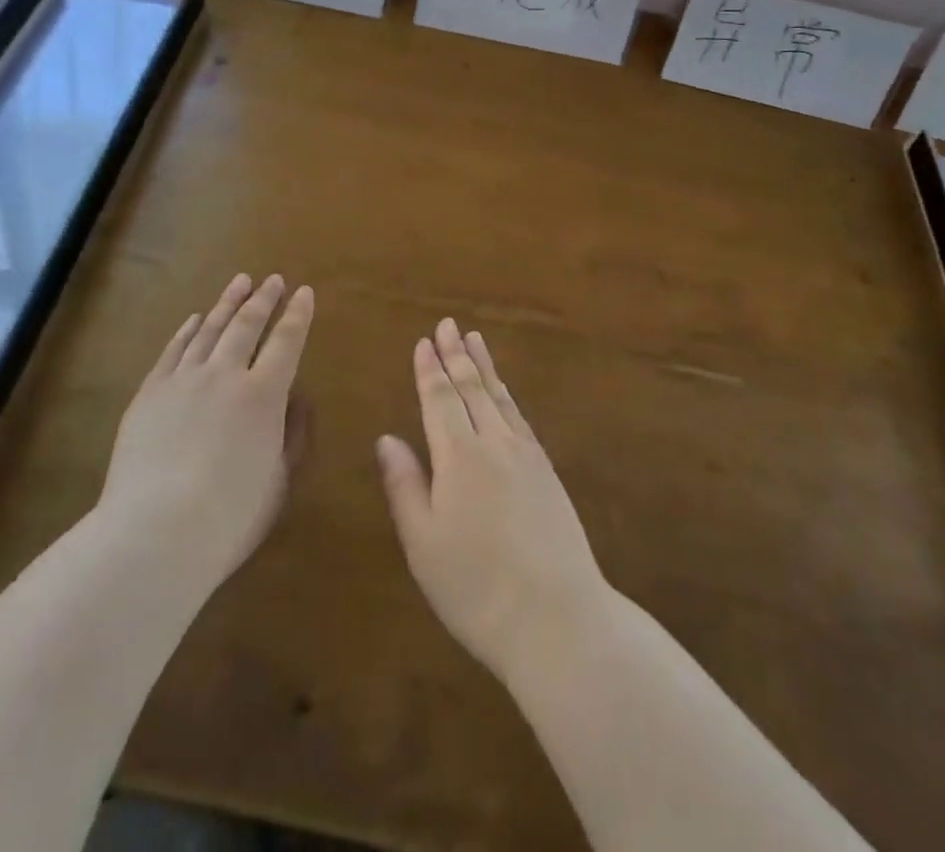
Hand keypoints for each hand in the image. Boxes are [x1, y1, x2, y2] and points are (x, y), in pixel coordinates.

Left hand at [96, 274, 313, 599]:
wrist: (155, 532)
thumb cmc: (229, 516)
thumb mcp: (279, 480)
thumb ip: (292, 433)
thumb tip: (296, 397)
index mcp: (264, 395)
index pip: (287, 342)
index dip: (298, 315)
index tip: (304, 292)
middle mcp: (225, 374)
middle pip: (247, 325)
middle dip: (264, 299)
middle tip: (273, 280)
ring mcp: (183, 380)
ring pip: (209, 329)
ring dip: (227, 303)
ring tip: (240, 282)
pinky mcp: (150, 392)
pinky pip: (173, 350)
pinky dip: (187, 330)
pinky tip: (195, 318)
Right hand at [377, 319, 610, 681]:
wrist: (558, 620)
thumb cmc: (476, 588)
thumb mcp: (424, 544)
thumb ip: (404, 485)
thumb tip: (386, 438)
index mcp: (458, 457)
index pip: (439, 399)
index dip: (428, 370)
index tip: (422, 342)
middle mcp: (493, 443)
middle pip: (471, 388)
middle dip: (455, 355)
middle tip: (447, 324)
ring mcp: (526, 455)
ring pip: (499, 397)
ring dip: (484, 366)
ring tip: (474, 339)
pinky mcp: (547, 472)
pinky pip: (521, 417)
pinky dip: (507, 394)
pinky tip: (504, 391)